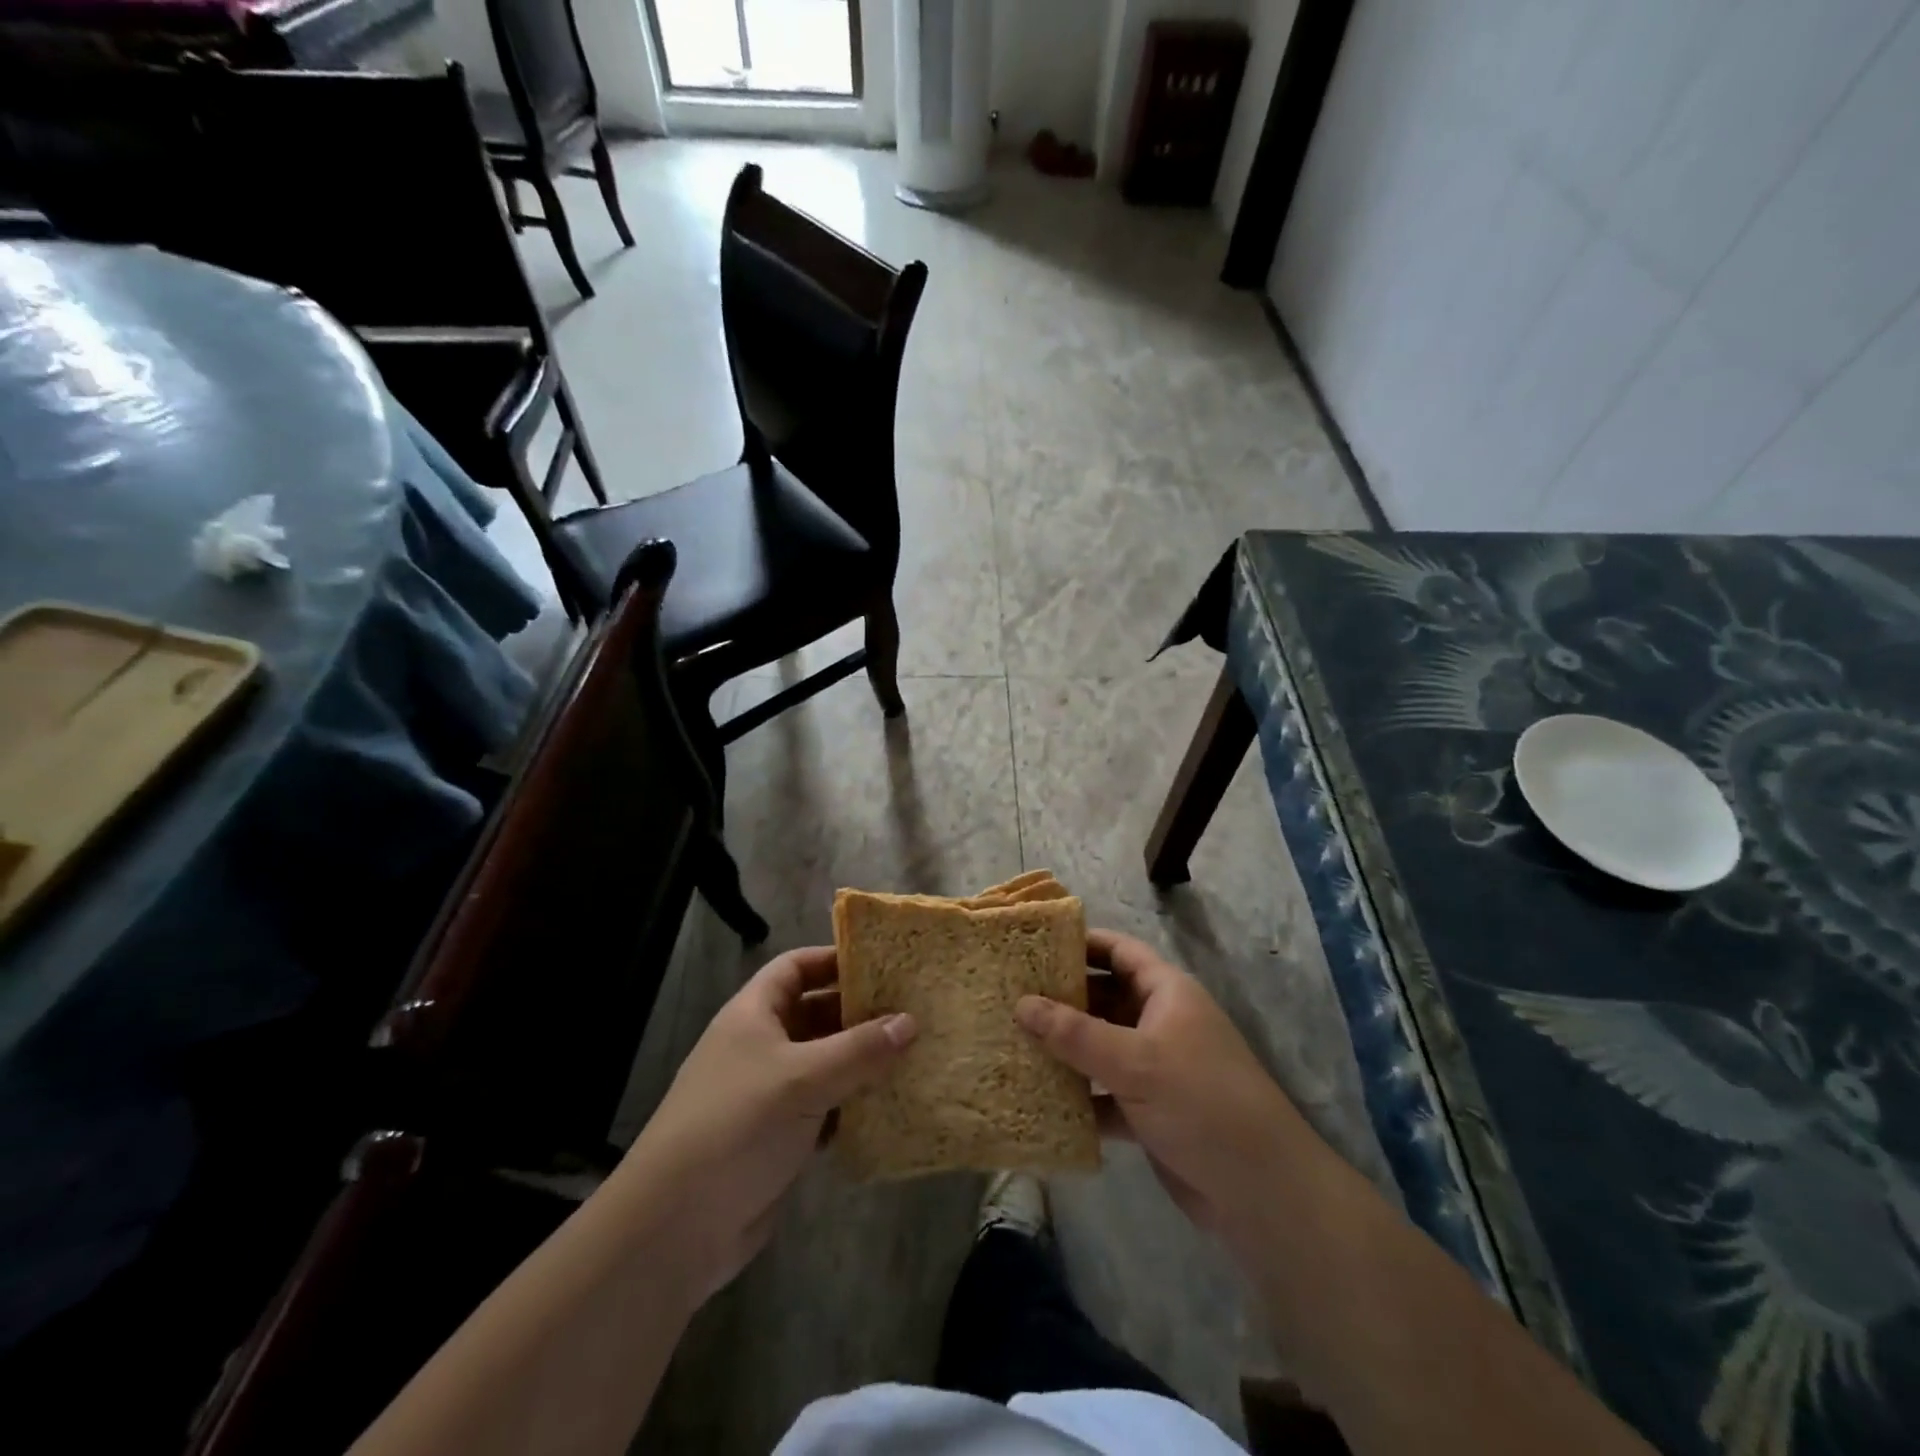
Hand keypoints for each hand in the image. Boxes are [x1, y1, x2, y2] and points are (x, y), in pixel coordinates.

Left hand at [619, 947, 914, 1301]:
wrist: (676, 1227)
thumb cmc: (737, 1126)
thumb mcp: (803, 1079)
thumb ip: (859, 1050)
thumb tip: (911, 1022)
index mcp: (754, 1014)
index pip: (796, 967)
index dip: (835, 958)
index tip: (884, 962)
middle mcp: (761, 1046)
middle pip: (816, 1013)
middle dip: (860, 1012)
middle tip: (913, 1010)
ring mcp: (769, 1093)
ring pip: (825, 1063)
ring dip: (862, 1061)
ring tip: (915, 1054)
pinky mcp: (779, 1137)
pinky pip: (826, 1107)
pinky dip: (853, 1104)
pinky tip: (891, 1106)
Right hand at [1016, 928, 1312, 1248]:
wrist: (1262, 1193)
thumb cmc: (1202, 1103)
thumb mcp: (1135, 1061)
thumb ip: (1075, 1033)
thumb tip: (1020, 1003)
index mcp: (1167, 993)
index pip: (1119, 951)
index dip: (1081, 943)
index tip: (1034, 944)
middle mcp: (1160, 1023)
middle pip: (1104, 998)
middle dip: (1061, 998)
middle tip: (1009, 995)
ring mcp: (1155, 1069)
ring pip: (1099, 1047)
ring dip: (1064, 1049)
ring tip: (1011, 1041)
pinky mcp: (1149, 1112)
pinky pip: (1103, 1093)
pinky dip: (1076, 1095)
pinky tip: (1036, 1097)